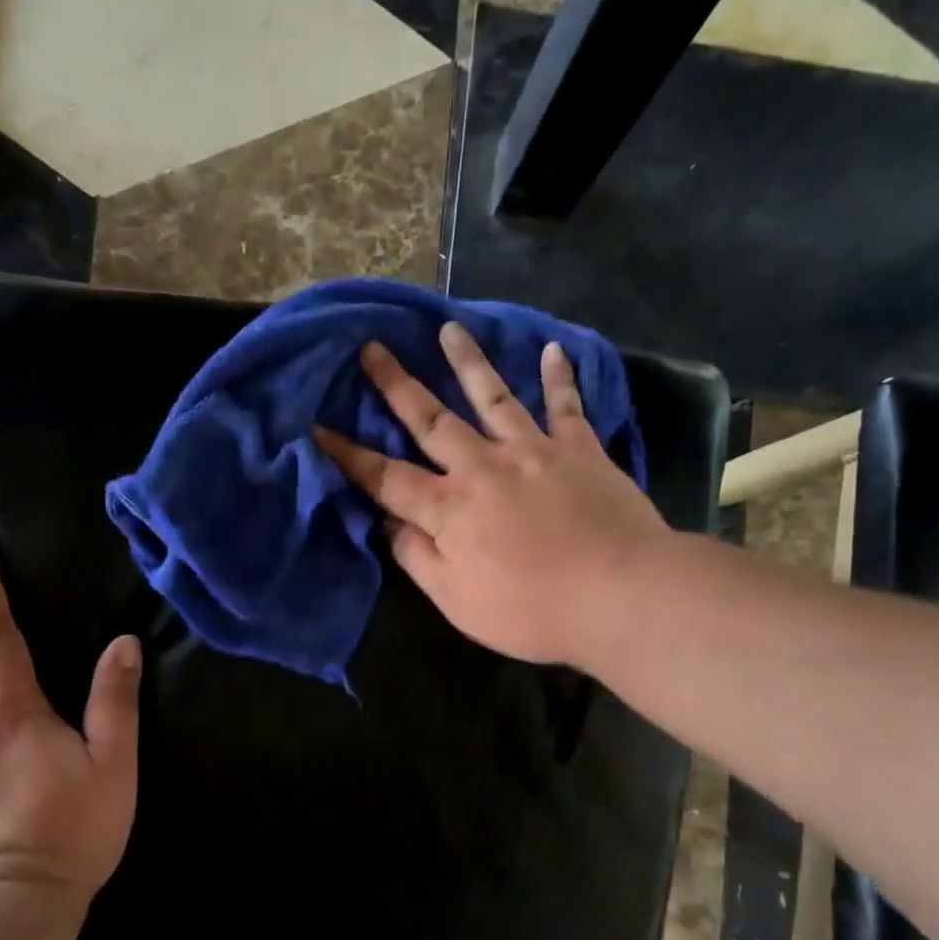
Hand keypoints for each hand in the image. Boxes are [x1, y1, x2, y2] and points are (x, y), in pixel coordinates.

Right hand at [314, 323, 670, 669]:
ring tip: (449, 329)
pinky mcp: (579, 450)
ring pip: (492, 397)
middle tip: (372, 349)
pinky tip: (552, 349)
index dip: (349, 455)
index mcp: (448, 508)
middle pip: (431, 420)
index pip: (386, 478)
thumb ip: (418, 558)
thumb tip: (388, 523)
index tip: (319, 429)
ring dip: (468, 362)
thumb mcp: (458, 601)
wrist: (619, 594)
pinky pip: (566, 406)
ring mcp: (533, 451)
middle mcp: (483, 466)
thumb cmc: (532, 610)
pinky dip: (559, 377)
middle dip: (397, 385)